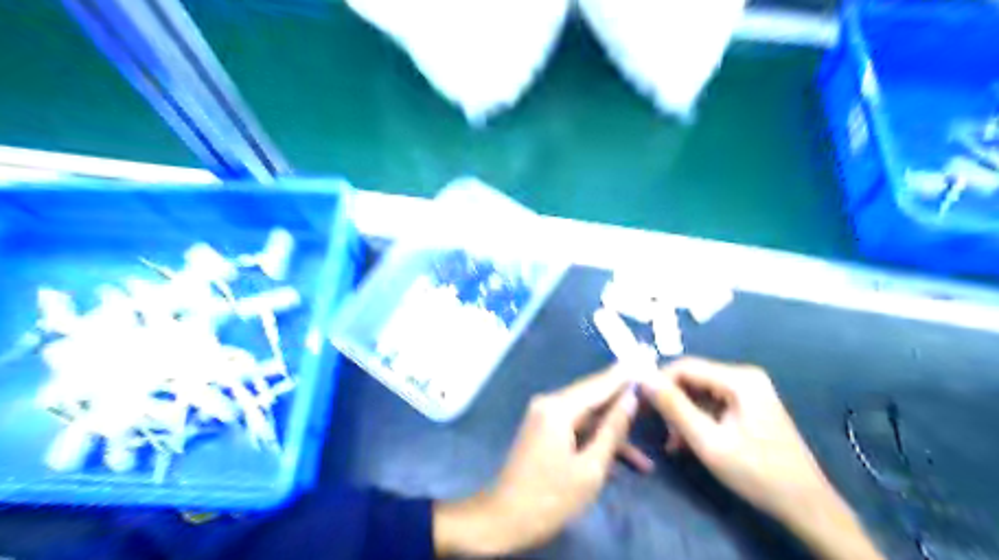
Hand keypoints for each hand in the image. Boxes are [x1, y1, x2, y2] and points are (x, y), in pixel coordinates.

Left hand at [435, 369, 639, 557]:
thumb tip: (630, 398)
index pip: (598, 384)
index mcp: (558, 408)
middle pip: (593, 397)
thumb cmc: (550, 497)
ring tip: (647, 452)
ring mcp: (545, 417)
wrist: (505, 519)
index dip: (624, 374)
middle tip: (653, 393)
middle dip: (623, 401)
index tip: (646, 356)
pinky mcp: (544, 430)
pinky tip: (625, 463)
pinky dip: (596, 440)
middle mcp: (549, 404)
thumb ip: (612, 430)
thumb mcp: (591, 468)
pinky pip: (577, 427)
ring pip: (588, 416)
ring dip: (614, 432)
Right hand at [641, 356, 826, 522]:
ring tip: (673, 442)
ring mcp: (747, 390)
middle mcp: (744, 376)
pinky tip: (686, 441)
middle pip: (691, 378)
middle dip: (671, 401)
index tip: (639, 404)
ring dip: (681, 414)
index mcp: (739, 379)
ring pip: (698, 392)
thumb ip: (674, 407)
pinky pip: (710, 403)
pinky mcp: (747, 405)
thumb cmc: (757, 473)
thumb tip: (642, 378)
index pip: (684, 367)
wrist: (805, 505)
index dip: (658, 382)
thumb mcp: (708, 441)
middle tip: (657, 428)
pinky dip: (695, 419)